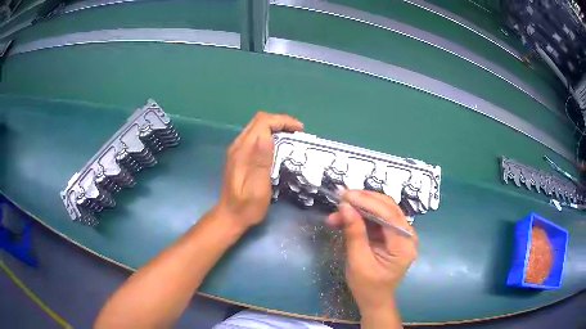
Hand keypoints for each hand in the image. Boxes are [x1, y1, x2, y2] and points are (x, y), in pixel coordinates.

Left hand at [214, 112, 303, 230]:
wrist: (230, 216)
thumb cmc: (247, 206)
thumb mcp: (257, 187)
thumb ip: (261, 161)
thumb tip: (267, 136)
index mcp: (243, 151)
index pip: (262, 123)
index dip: (282, 121)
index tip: (299, 131)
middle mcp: (238, 146)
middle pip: (259, 121)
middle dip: (280, 121)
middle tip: (297, 133)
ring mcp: (237, 150)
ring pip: (257, 127)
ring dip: (276, 127)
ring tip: (292, 137)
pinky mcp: (240, 156)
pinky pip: (256, 136)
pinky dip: (270, 135)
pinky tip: (279, 146)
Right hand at [327, 190, 416, 311]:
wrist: (375, 299)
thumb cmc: (367, 286)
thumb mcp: (358, 262)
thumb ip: (354, 234)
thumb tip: (345, 207)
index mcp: (404, 246)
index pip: (389, 215)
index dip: (368, 202)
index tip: (346, 195)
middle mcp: (407, 235)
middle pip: (388, 208)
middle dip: (364, 200)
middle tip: (340, 198)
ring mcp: (401, 234)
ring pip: (382, 210)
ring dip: (360, 207)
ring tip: (338, 210)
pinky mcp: (392, 234)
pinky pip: (377, 218)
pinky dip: (361, 216)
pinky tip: (345, 217)